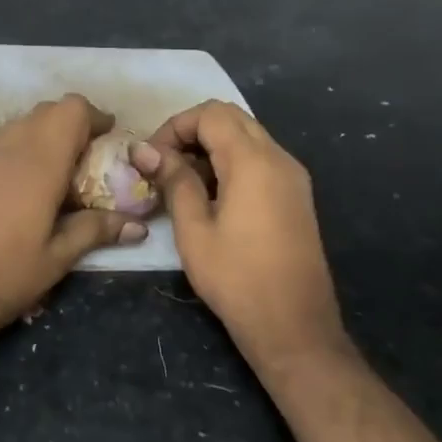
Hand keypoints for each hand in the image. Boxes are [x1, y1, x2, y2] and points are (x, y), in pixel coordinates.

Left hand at [0, 94, 146, 348]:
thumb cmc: (4, 277)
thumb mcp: (57, 259)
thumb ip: (95, 230)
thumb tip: (137, 225)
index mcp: (40, 163)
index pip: (70, 109)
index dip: (92, 116)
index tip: (106, 138)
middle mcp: (6, 148)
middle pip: (44, 113)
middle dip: (68, 127)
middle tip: (83, 161)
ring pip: (14, 127)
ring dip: (37, 138)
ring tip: (46, 176)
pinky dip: (3, 152)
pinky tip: (2, 183)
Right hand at [133, 101, 350, 369]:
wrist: (294, 327)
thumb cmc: (237, 279)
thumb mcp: (194, 230)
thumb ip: (173, 180)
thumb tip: (145, 150)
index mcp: (254, 162)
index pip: (211, 114)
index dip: (175, 127)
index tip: (152, 159)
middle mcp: (279, 158)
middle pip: (231, 118)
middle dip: (192, 132)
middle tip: (164, 165)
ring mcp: (293, 176)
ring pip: (247, 136)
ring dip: (211, 147)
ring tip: (182, 182)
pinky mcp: (296, 195)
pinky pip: (260, 159)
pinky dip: (231, 162)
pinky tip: (211, 196)